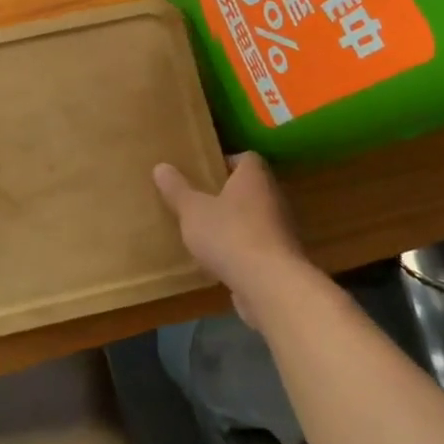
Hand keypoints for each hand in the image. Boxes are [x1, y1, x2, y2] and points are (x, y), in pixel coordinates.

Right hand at [153, 152, 315, 326]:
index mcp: (254, 178)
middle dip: (228, 194)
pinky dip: (243, 250)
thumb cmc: (229, 235)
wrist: (270, 285)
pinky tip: (221, 261)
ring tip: (207, 231)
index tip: (206, 171)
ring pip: (256, 218)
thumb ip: (177, 189)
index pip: (247, 158)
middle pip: (252, 188)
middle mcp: (273, 198)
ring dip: (236, 223)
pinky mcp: (282, 259)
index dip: (227, 162)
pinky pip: (259, 246)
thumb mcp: (192, 210)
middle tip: (201, 200)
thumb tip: (161, 167)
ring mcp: (282, 230)